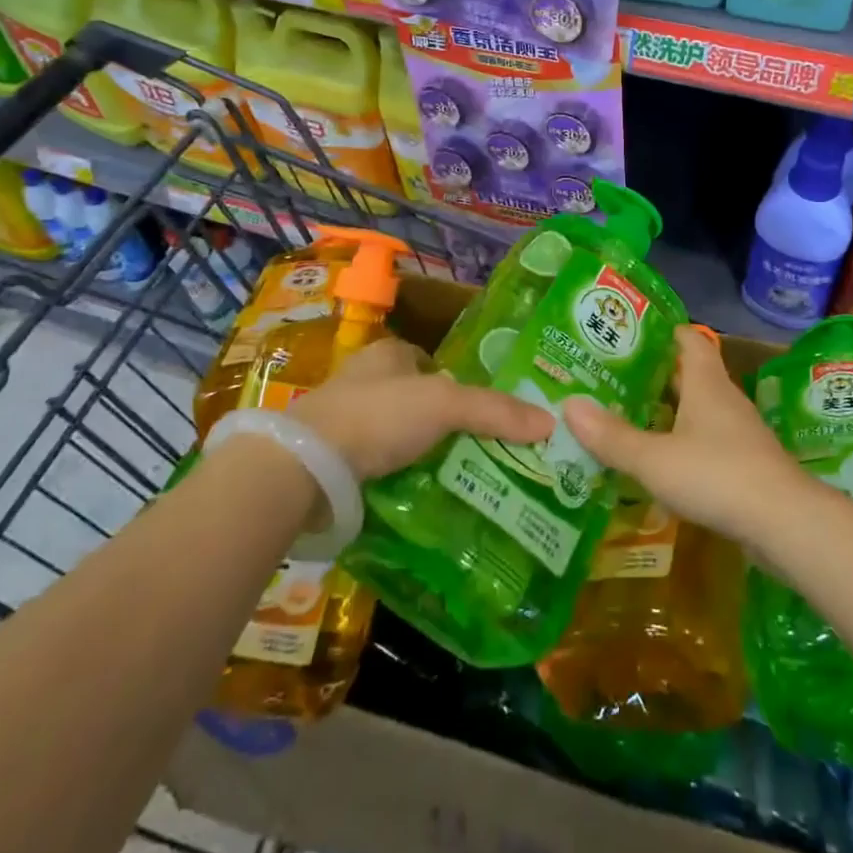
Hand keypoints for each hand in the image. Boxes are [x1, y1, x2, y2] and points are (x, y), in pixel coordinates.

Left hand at [288, 337, 553, 480]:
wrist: (303, 467)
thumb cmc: (377, 415)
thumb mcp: (445, 405)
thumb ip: (495, 411)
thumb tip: (549, 421)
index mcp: (388, 354)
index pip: (432, 363)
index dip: (459, 383)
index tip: (485, 412)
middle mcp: (364, 381)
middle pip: (416, 400)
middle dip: (443, 423)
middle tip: (480, 450)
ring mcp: (344, 422)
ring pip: (397, 436)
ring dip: (421, 454)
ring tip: (460, 479)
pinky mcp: (330, 462)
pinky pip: (377, 467)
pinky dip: (398, 479)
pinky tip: (422, 498)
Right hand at [564, 326, 813, 548]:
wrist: (785, 523)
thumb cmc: (716, 475)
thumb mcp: (654, 459)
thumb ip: (612, 437)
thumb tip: (568, 405)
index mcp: (705, 383)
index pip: (689, 339)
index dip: (663, 332)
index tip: (631, 334)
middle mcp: (724, 399)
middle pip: (690, 374)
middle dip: (656, 374)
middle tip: (614, 379)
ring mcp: (738, 433)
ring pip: (699, 409)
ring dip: (669, 411)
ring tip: (629, 418)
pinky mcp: (745, 464)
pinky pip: (708, 441)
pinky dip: (683, 442)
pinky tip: (661, 462)